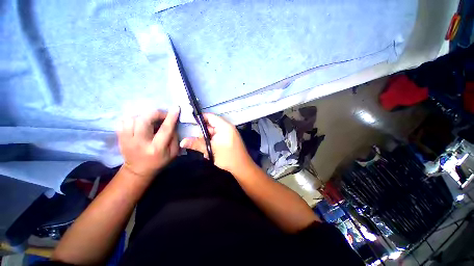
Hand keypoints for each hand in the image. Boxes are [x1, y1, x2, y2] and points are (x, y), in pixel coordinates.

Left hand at [117, 108, 179, 178]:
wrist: (138, 170)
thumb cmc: (159, 161)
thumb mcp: (173, 153)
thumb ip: (175, 138)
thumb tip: (172, 123)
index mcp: (156, 148)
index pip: (164, 129)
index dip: (170, 117)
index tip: (176, 108)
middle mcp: (140, 143)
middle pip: (144, 120)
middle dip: (155, 113)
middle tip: (162, 115)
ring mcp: (127, 140)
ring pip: (132, 119)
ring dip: (144, 116)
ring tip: (151, 120)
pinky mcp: (120, 137)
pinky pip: (123, 121)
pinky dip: (133, 118)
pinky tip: (140, 122)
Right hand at [179, 113, 254, 174]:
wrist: (242, 167)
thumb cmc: (227, 157)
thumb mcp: (210, 150)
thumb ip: (196, 144)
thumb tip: (182, 142)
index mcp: (224, 126)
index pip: (210, 117)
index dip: (200, 119)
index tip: (191, 125)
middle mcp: (227, 127)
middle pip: (210, 126)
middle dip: (204, 135)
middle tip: (201, 145)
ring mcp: (229, 133)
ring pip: (213, 133)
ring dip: (208, 141)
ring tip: (207, 151)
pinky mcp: (229, 139)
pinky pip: (218, 137)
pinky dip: (213, 143)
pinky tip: (212, 152)